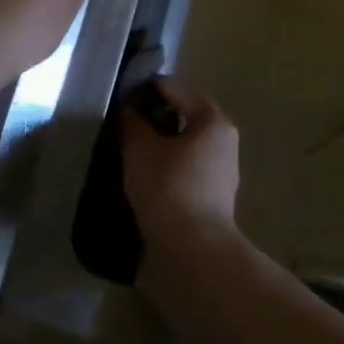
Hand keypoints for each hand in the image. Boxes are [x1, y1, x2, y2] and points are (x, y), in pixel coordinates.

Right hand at [122, 79, 242, 272]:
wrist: (191, 254)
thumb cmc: (169, 188)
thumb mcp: (141, 149)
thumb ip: (133, 124)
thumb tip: (130, 112)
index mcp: (214, 122)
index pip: (178, 91)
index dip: (149, 89)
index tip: (121, 94)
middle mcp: (223, 144)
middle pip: (182, 121)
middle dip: (153, 121)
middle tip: (120, 125)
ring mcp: (219, 176)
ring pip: (181, 151)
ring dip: (155, 150)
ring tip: (122, 153)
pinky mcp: (208, 204)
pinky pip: (180, 176)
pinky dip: (160, 174)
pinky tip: (135, 182)